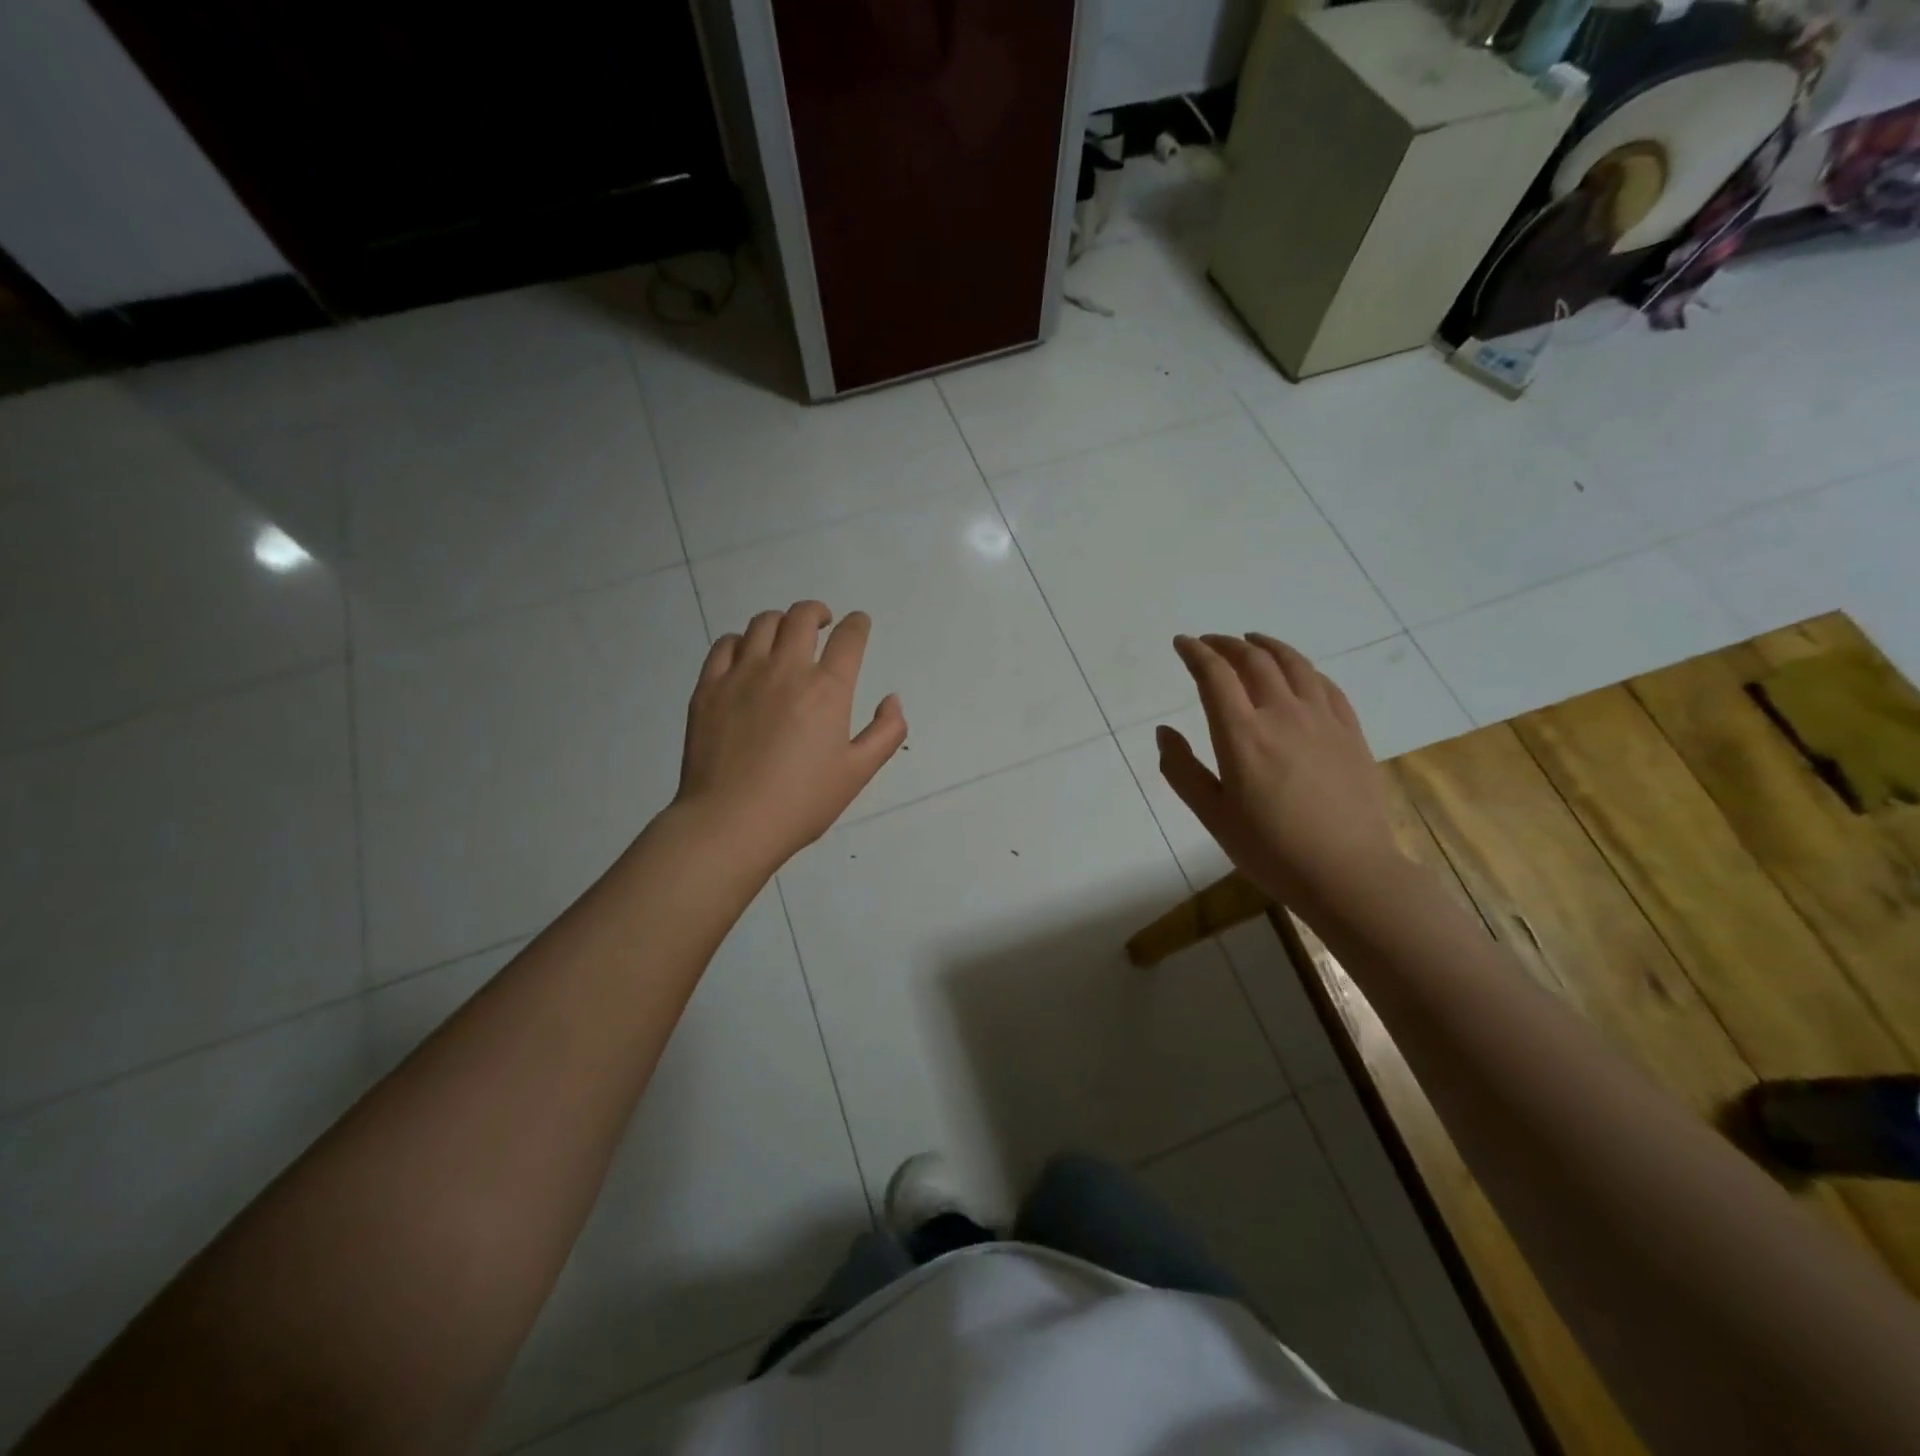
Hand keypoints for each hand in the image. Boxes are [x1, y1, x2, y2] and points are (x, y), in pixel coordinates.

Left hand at [676, 602, 906, 866]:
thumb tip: (892, 699)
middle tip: (822, 623)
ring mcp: (742, 675)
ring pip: (763, 623)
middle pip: (802, 617)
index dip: (858, 624)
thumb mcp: (858, 773)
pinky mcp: (709, 687)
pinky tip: (746, 654)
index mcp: (827, 689)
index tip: (858, 624)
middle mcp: (786, 669)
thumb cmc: (801, 802)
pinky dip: (741, 641)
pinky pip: (725, 645)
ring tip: (785, 636)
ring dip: (781, 622)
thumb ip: (886, 732)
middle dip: (818, 613)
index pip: (849, 638)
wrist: (731, 822)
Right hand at [1157, 633, 1402, 912]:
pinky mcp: (1351, 732)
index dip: (1195, 653)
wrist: (1349, 873)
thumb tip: (1163, 731)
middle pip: (1253, 660)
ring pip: (1293, 664)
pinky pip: (1325, 685)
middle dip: (1226, 644)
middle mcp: (1282, 714)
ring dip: (1266, 645)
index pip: (1214, 675)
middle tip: (1209, 642)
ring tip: (1251, 640)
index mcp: (1242, 735)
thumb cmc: (1271, 850)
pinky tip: (1298, 673)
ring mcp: (1322, 720)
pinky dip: (1303, 669)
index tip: (1182, 643)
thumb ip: (1182, 770)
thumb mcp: (1213, 816)